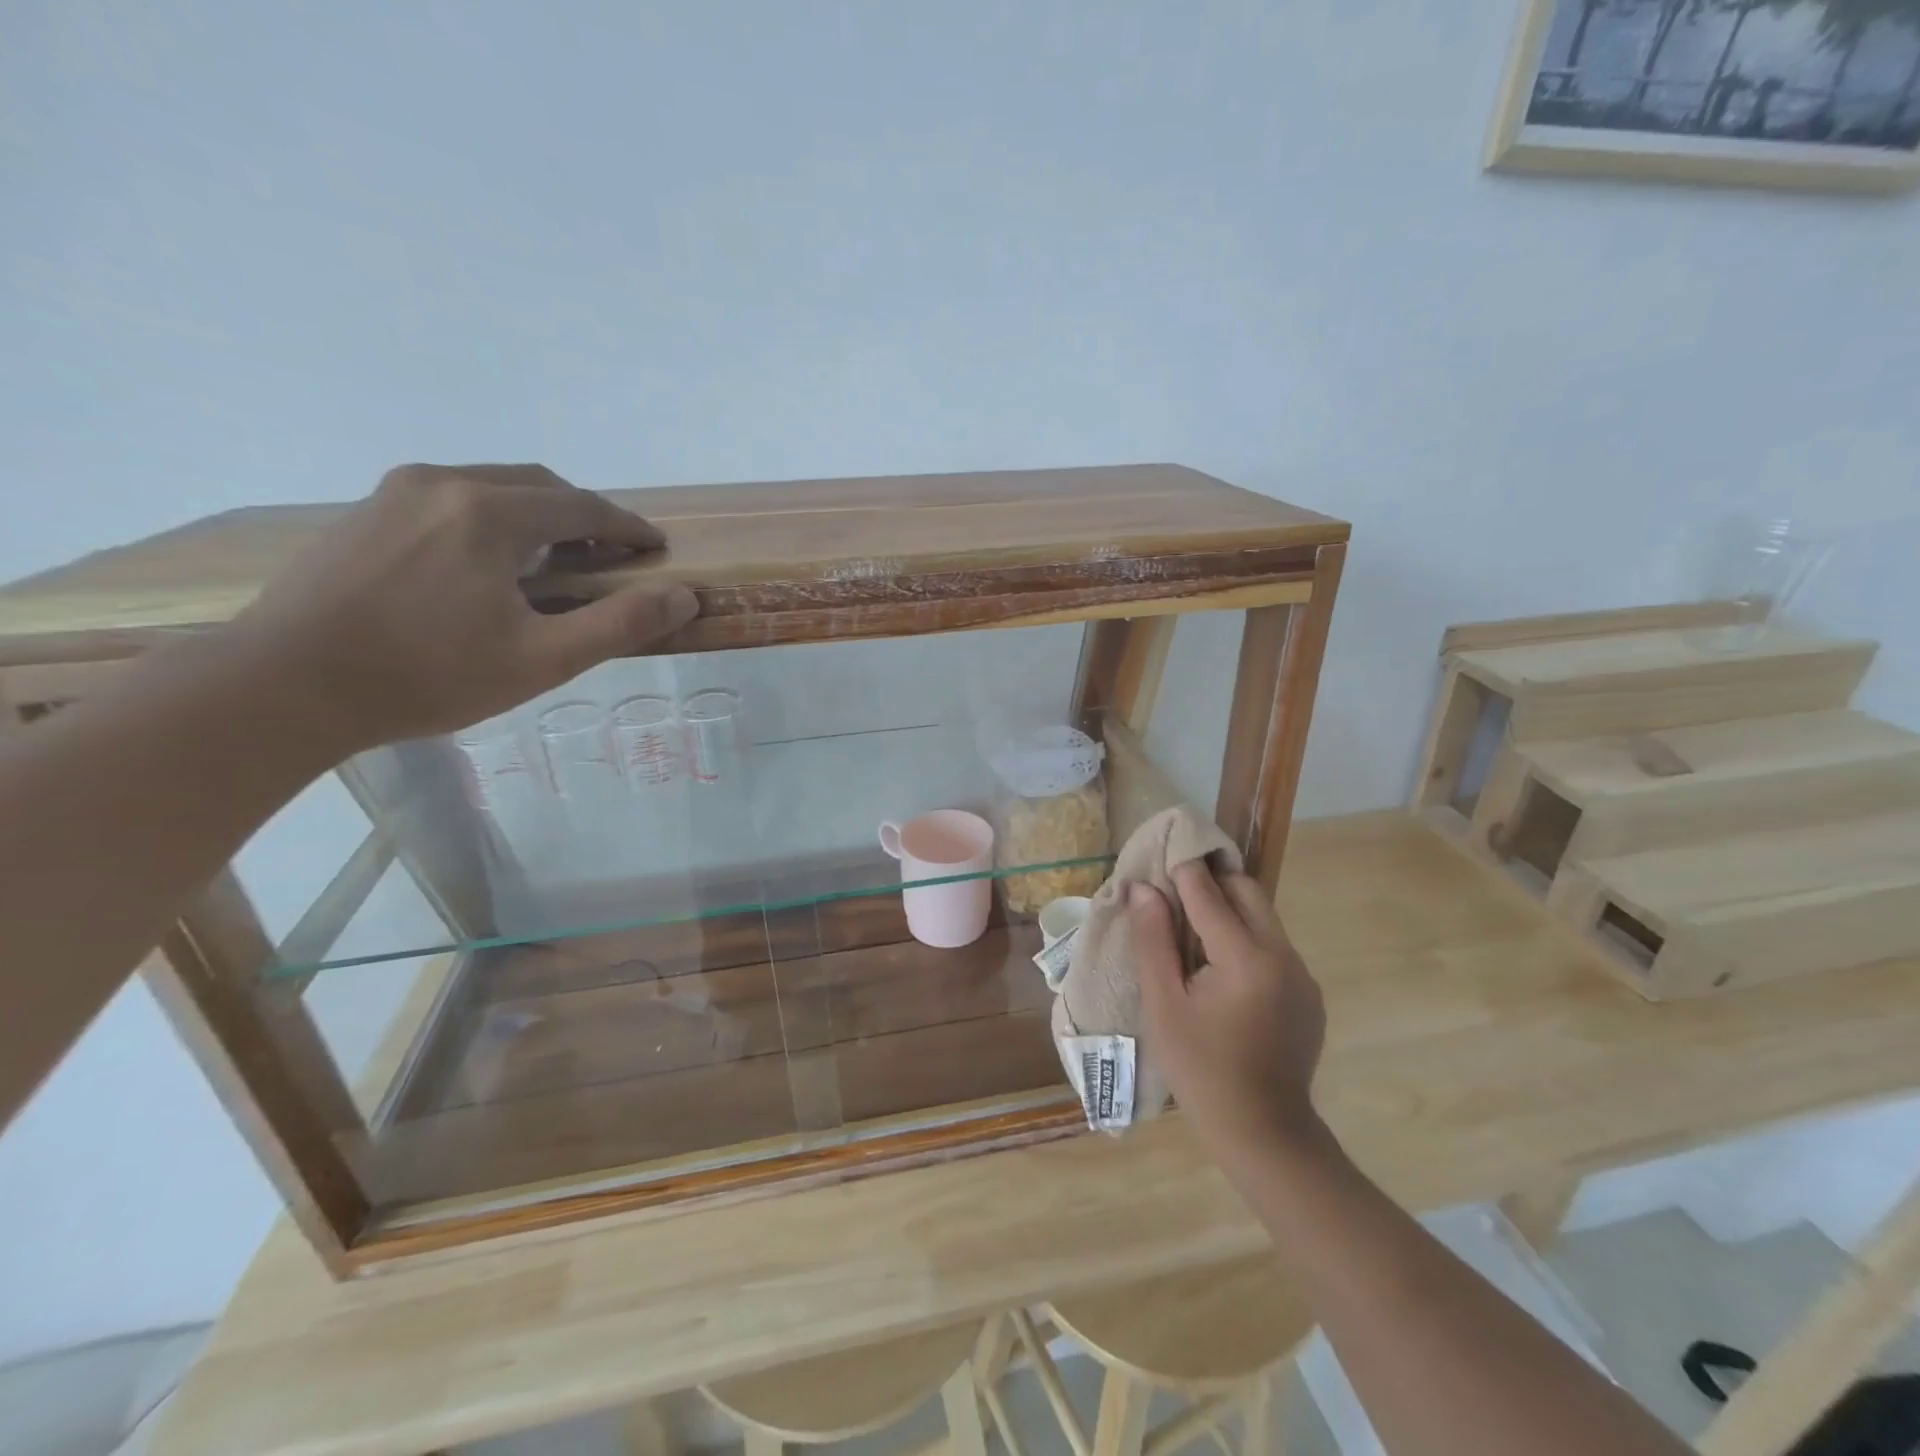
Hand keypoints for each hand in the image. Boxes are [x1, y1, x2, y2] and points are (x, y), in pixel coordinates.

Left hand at [228, 464, 697, 752]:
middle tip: (609, 557)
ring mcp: (395, 492)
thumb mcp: (542, 659)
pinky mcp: (365, 512)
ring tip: (553, 562)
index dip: (629, 528)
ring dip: (537, 515)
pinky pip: (451, 499)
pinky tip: (488, 565)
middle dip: (584, 517)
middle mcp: (444, 483)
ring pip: (493, 487)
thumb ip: (620, 623)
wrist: (284, 685)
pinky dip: (492, 519)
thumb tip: (685, 595)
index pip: (584, 507)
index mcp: (491, 513)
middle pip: (539, 486)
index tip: (655, 549)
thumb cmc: (429, 675)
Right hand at [1134, 863, 1327, 1169]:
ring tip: (1192, 926)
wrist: (1263, 1133)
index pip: (1209, 894)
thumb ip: (1154, 940)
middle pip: (1248, 892)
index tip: (1161, 851)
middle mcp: (1283, 956)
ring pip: (1264, 918)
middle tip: (1175, 886)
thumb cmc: (1200, 1069)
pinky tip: (1220, 966)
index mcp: (1246, 958)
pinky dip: (1246, 938)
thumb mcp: (1163, 1004)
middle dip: (1212, 881)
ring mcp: (1302, 976)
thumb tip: (1143, 889)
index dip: (1182, 869)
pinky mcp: (1309, 994)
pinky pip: (1274, 947)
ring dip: (1229, 909)